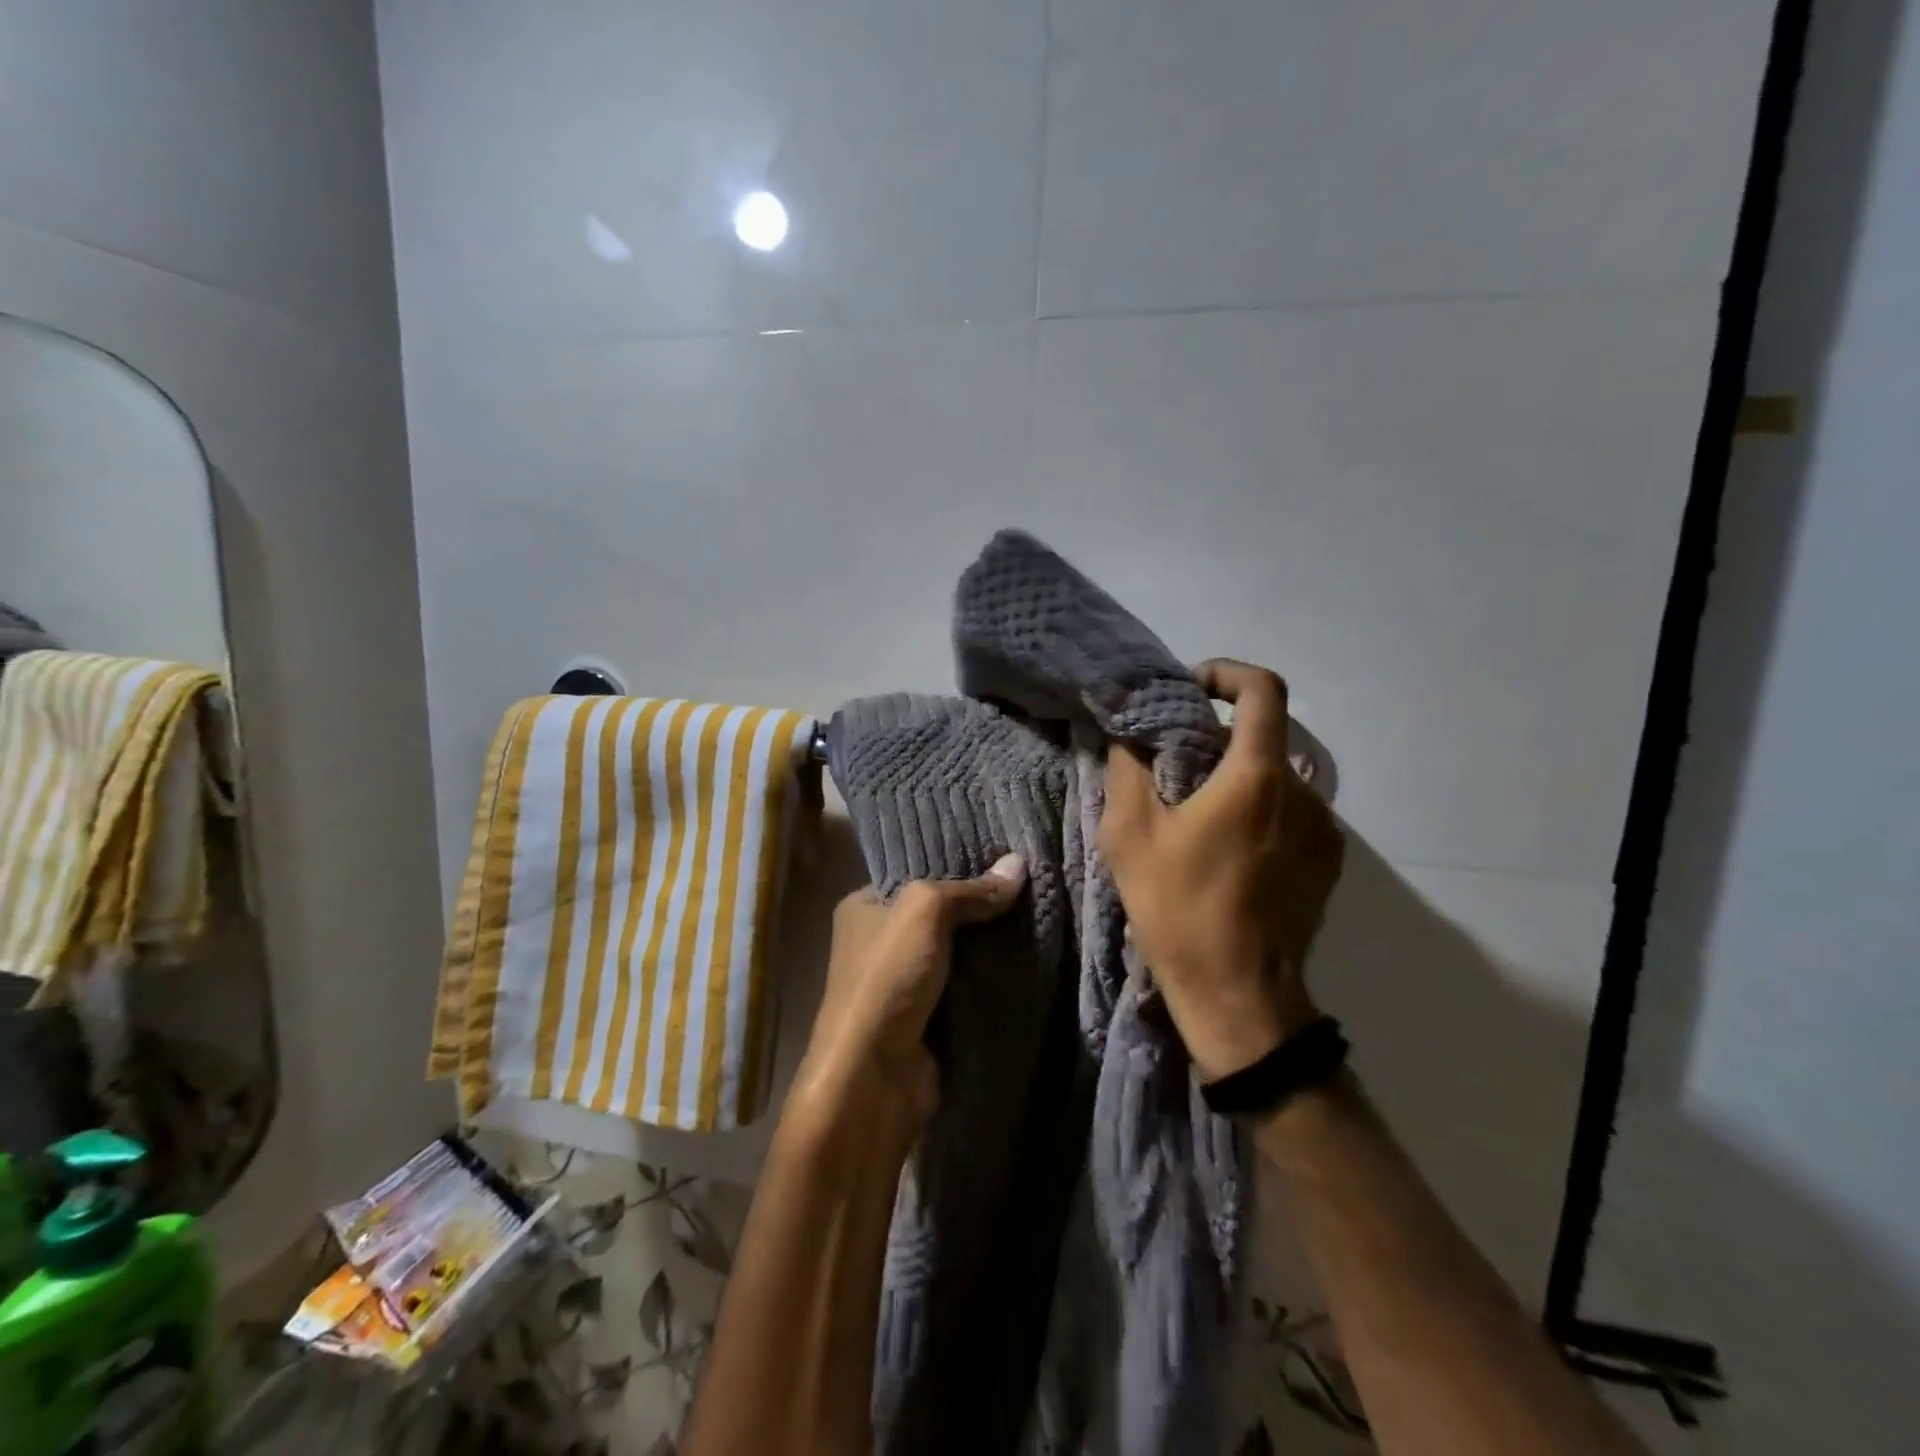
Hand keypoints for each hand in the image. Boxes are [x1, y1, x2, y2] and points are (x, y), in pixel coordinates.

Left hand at [795, 855, 1027, 1130]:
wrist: (873, 1076)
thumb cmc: (887, 978)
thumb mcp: (924, 913)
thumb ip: (971, 890)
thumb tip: (1019, 864)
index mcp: (864, 907)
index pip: (916, 876)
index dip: (957, 866)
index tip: (1003, 856)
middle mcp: (880, 942)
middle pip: (941, 915)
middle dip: (981, 907)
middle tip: (1031, 886)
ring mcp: (905, 984)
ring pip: (958, 953)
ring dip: (992, 945)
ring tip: (1040, 916)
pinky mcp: (928, 1019)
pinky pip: (967, 988)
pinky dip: (992, 980)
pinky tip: (1031, 960)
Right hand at [1102, 659, 1344, 1080]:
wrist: (1238, 993)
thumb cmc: (1179, 906)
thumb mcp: (1130, 833)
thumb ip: (1128, 766)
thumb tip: (1127, 730)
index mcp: (1258, 776)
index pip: (1263, 690)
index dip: (1227, 673)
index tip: (1191, 690)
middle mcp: (1304, 791)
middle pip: (1263, 736)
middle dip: (1216, 738)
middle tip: (1172, 766)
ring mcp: (1324, 829)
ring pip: (1276, 776)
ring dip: (1236, 777)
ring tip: (1195, 813)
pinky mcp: (1328, 861)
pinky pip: (1290, 811)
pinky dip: (1258, 808)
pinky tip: (1225, 848)